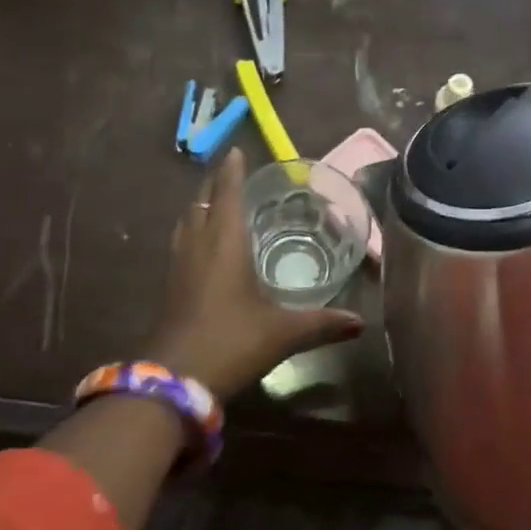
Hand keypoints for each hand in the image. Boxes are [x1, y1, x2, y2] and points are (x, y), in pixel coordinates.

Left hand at [144, 150, 363, 401]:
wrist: (177, 379)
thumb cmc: (233, 341)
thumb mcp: (283, 332)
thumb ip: (322, 323)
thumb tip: (360, 323)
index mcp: (224, 243)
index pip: (226, 194)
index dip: (231, 172)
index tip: (235, 151)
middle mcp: (198, 246)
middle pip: (201, 202)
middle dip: (214, 184)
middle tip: (230, 173)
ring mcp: (179, 266)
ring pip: (187, 222)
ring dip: (200, 206)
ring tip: (216, 203)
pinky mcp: (170, 286)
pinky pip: (181, 243)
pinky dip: (193, 231)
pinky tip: (204, 246)